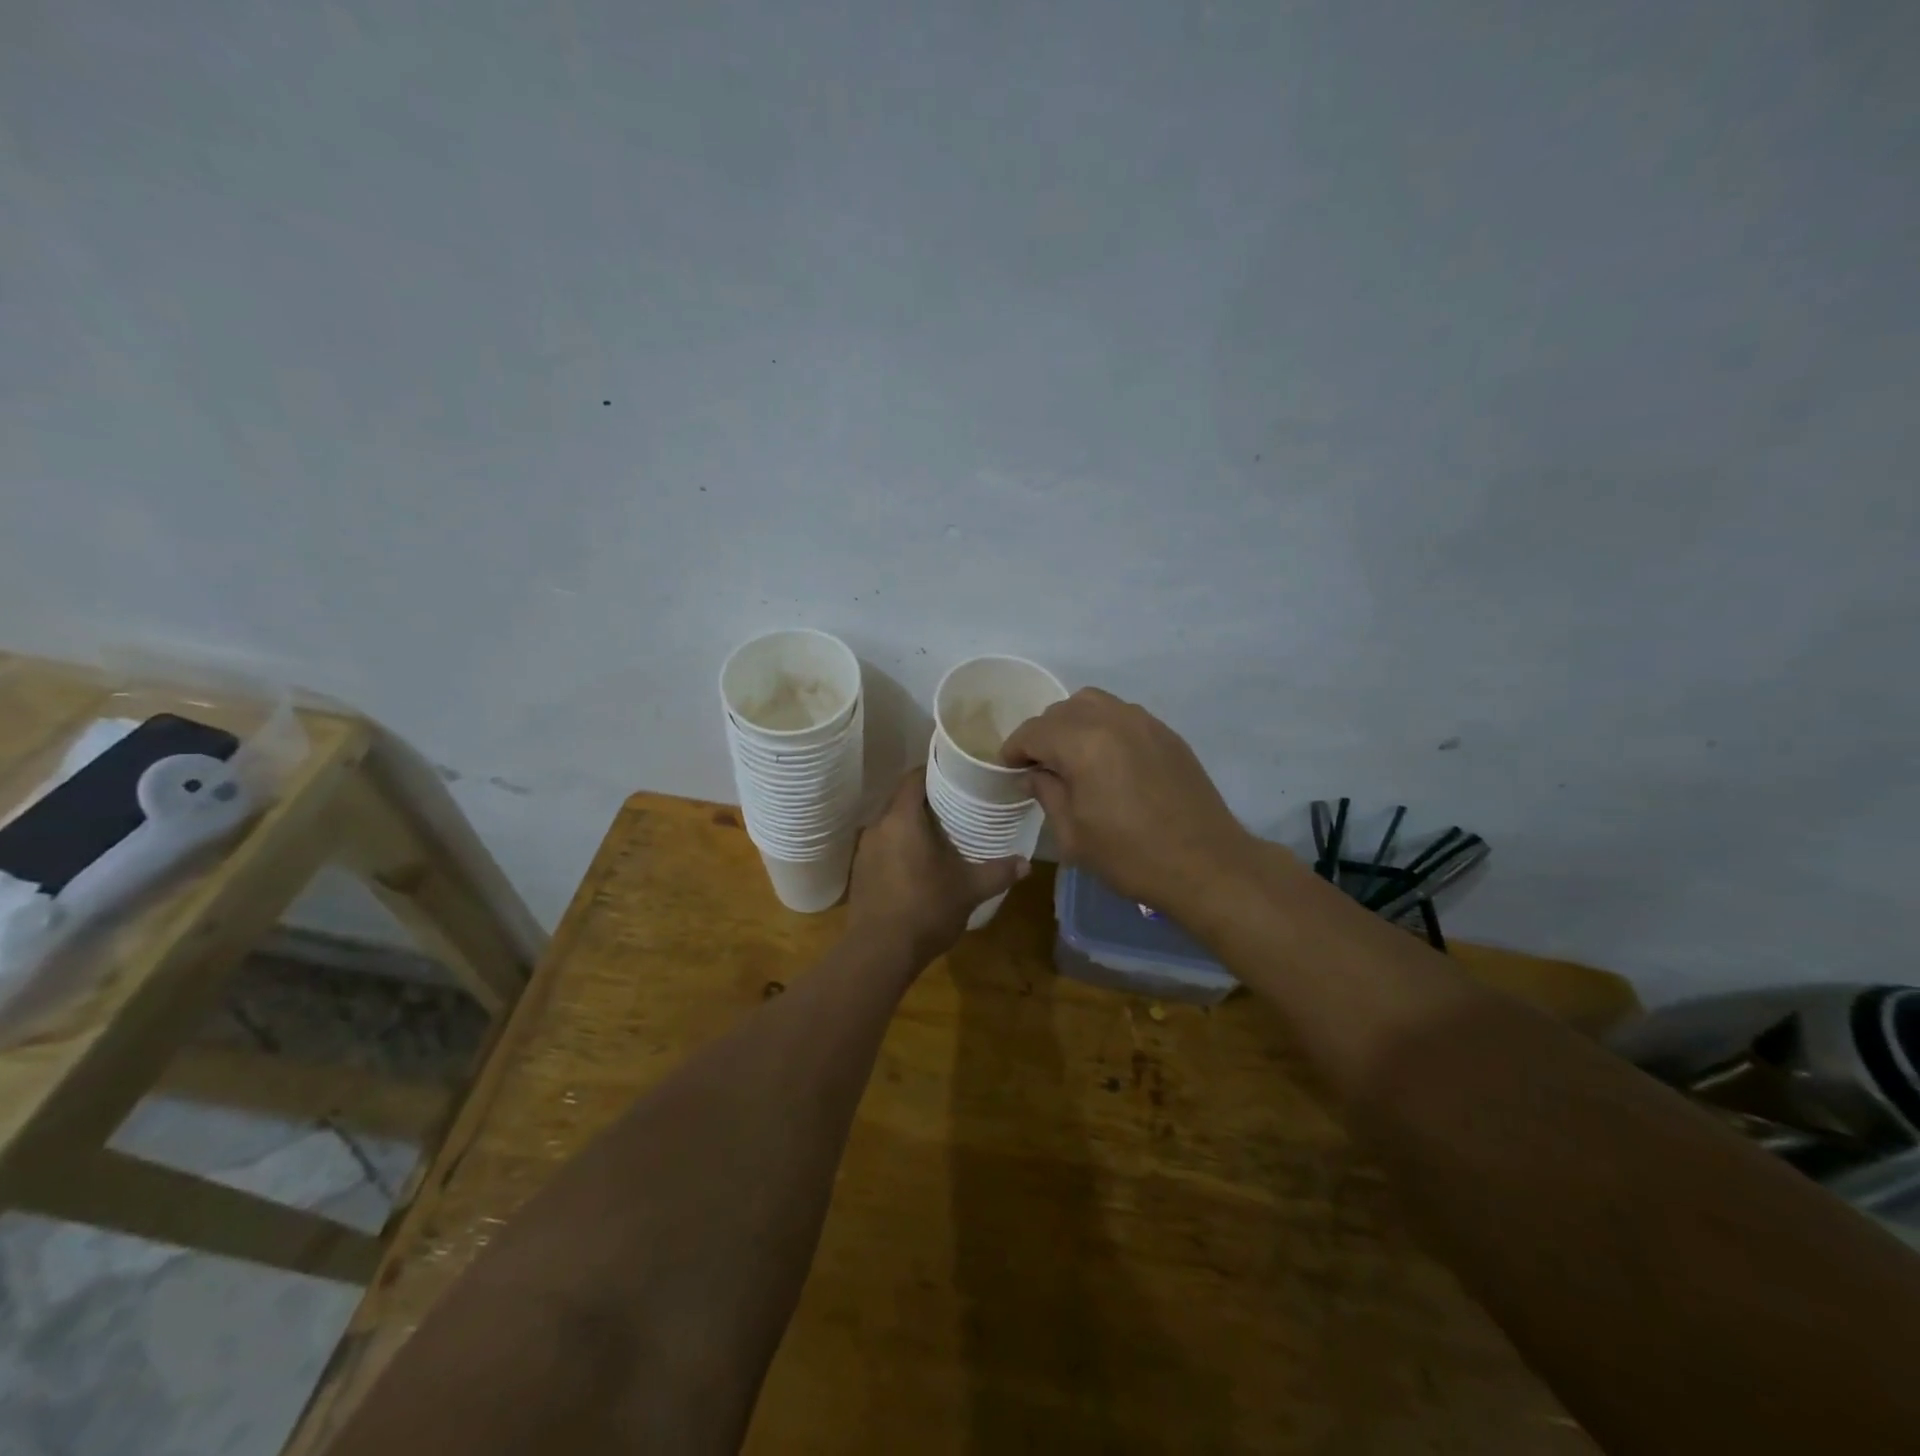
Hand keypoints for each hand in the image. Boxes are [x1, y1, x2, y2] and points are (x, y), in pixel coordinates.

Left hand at [846, 770, 1028, 963]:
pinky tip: (918, 862)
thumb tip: (1026, 863)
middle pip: (900, 799)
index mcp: (901, 819)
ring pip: (890, 823)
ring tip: (939, 832)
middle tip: (955, 802)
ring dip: (911, 823)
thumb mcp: (970, 890)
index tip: (956, 773)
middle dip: (926, 798)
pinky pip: (882, 846)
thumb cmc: (926, 909)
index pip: (914, 778)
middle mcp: (878, 827)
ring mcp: (864, 850)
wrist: (879, 953)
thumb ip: (998, 872)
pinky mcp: (859, 873)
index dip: (934, 771)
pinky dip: (899, 845)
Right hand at [1000, 688, 1254, 913]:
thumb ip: (1046, 794)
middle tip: (1038, 768)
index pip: (1034, 730)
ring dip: (1072, 724)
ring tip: (1071, 757)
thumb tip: (1032, 775)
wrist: (1207, 864)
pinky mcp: (1166, 733)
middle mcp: (1112, 719)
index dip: (1014, 749)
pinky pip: (1122, 714)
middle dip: (1042, 735)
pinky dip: (1103, 727)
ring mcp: (1144, 722)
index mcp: (1083, 743)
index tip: (1009, 770)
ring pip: (1093, 703)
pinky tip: (1106, 760)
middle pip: (1061, 710)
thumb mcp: (1073, 835)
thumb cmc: (1131, 856)